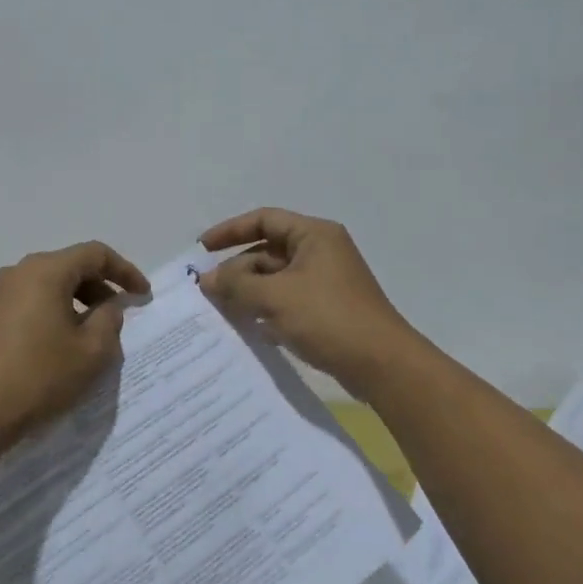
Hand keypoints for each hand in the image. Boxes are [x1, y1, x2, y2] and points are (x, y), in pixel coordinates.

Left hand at [0, 241, 149, 452]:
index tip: (143, 296)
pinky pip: (26, 305)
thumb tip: (107, 306)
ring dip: (74, 304)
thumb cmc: (37, 378)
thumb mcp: (90, 353)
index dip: (125, 271)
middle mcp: (17, 273)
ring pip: (46, 287)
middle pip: (68, 267)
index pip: (95, 254)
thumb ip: (109, 321)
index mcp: (45, 271)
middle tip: (118, 316)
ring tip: (88, 336)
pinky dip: (49, 316)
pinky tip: (54, 349)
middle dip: (99, 287)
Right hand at [198, 208, 415, 391]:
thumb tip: (207, 279)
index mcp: (314, 235)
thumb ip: (237, 284)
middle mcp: (321, 251)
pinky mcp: (326, 309)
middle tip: (207, 292)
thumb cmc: (329, 318)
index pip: (264, 219)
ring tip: (220, 311)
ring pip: (276, 279)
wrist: (381, 364)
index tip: (201, 249)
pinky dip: (266, 310)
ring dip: (249, 292)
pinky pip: (287, 301)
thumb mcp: (276, 297)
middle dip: (237, 269)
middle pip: (268, 251)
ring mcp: (325, 282)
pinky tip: (247, 329)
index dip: (230, 230)